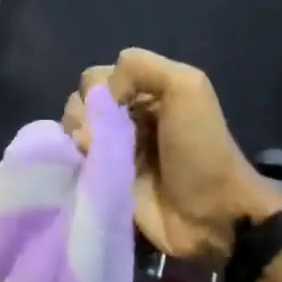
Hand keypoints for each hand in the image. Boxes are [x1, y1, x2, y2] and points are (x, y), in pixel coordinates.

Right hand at [63, 49, 281, 262]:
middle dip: (81, 114)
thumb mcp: (187, 87)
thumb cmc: (200, 149)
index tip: (116, 107)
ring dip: (75, 138)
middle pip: (79, 103)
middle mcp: (124, 118)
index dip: (98, 89)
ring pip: (71, 131)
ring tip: (92, 154)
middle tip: (98, 136)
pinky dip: (71, 160)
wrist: (210, 214)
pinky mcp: (100, 180)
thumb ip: (140, 68)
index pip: (96, 77)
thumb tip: (96, 97)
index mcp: (145, 93)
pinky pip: (71, 162)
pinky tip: (85, 167)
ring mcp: (111, 151)